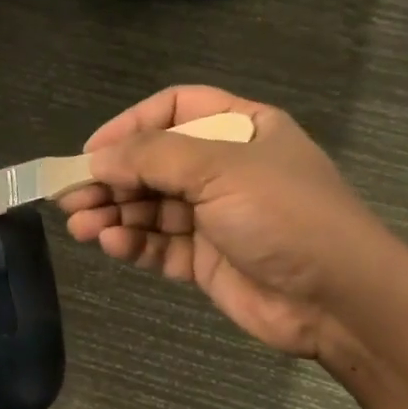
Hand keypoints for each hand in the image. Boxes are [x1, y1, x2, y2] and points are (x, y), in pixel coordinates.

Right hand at [58, 86, 392, 357]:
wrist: (338, 298)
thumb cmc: (285, 215)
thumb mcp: (221, 169)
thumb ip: (153, 158)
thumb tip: (97, 158)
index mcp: (240, 129)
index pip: (174, 110)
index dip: (130, 125)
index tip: (92, 152)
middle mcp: (224, 168)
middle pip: (154, 163)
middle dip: (112, 179)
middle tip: (70, 197)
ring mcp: (214, 217)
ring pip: (150, 208)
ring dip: (114, 214)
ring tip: (81, 226)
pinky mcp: (204, 260)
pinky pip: (159, 245)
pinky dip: (134, 244)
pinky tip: (112, 245)